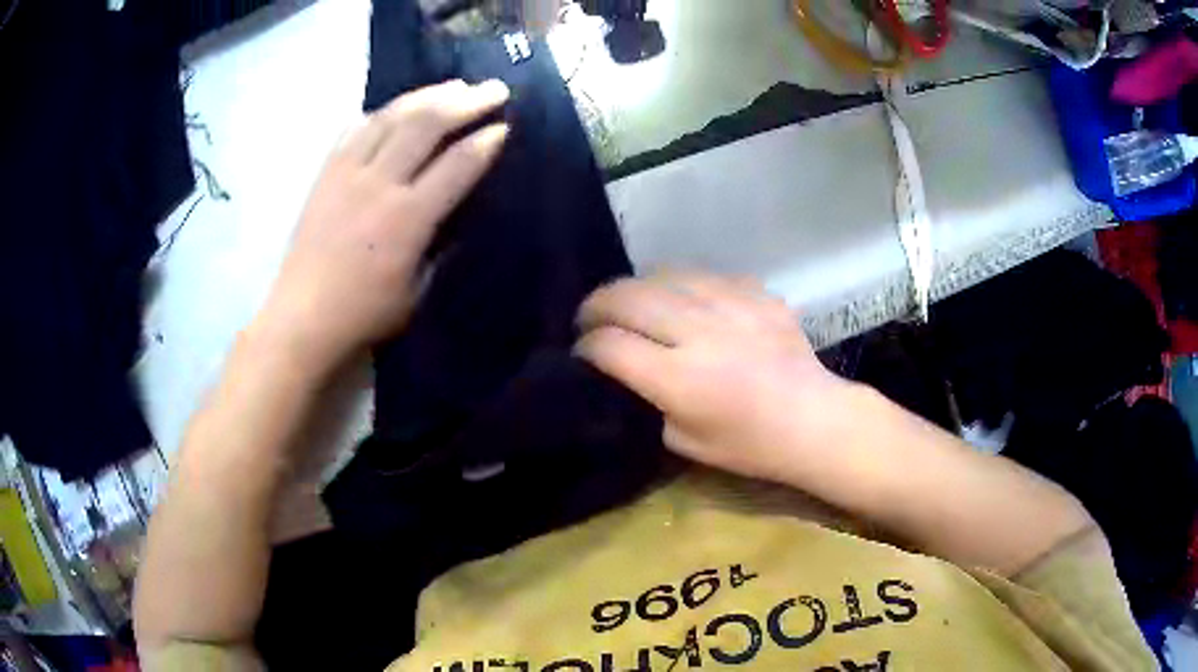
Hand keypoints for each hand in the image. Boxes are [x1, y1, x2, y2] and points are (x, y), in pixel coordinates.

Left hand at [255, 80, 510, 375]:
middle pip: (426, 125)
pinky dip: (381, 113)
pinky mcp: (326, 174)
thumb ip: (438, 245)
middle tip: (493, 89)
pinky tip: (396, 108)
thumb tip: (454, 211)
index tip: (505, 126)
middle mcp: (378, 184)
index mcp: (408, 219)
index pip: (457, 164)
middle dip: (466, 101)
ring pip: (391, 116)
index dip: (486, 141)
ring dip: (427, 96)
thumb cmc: (365, 314)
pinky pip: (355, 129)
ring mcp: (347, 173)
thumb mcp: (417, 290)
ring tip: (452, 86)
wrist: (303, 318)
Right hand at [575, 272, 856, 483]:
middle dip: (597, 304)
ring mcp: (731, 305)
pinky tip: (681, 299)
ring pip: (663, 275)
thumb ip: (646, 401)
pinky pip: (704, 275)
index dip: (586, 347)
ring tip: (631, 302)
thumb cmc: (748, 445)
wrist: (812, 419)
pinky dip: (681, 285)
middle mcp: (700, 332)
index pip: (610, 345)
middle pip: (628, 297)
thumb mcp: (682, 441)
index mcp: (680, 379)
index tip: (583, 352)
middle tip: (590, 316)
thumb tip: (620, 371)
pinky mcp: (755, 292)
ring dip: (636, 288)